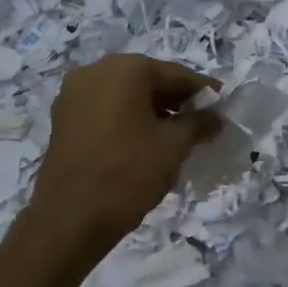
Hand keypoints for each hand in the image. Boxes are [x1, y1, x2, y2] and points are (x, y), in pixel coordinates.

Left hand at [30, 54, 221, 246]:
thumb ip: (199, 124)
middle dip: (176, 101)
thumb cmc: (129, 172)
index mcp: (125, 69)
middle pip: (147, 81)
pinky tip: (146, 143)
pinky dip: (128, 120)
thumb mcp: (174, 146)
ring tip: (177, 135)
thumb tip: (215, 118)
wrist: (70, 217)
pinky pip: (105, 111)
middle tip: (202, 122)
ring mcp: (73, 96)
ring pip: (125, 96)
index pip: (176, 74)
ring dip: (152, 111)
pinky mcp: (63, 120)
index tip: (223, 106)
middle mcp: (95, 71)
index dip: (203, 91)